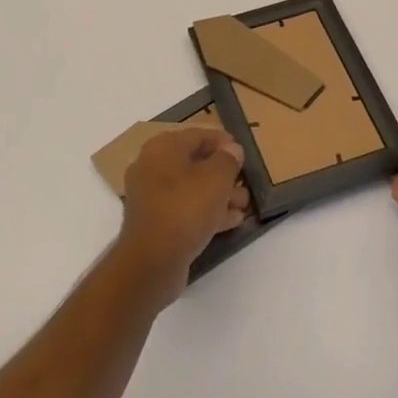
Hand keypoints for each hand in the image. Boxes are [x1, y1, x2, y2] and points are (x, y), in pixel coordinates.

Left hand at [119, 127, 248, 298]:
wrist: (152, 262)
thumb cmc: (185, 209)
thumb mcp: (216, 179)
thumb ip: (228, 159)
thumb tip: (232, 149)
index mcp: (162, 148)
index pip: (197, 134)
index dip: (222, 140)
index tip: (243, 150)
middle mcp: (152, 167)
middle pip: (194, 162)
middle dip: (223, 172)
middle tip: (245, 181)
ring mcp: (151, 197)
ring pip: (191, 188)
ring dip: (219, 194)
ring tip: (244, 204)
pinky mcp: (155, 223)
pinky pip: (185, 209)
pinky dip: (207, 212)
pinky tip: (231, 220)